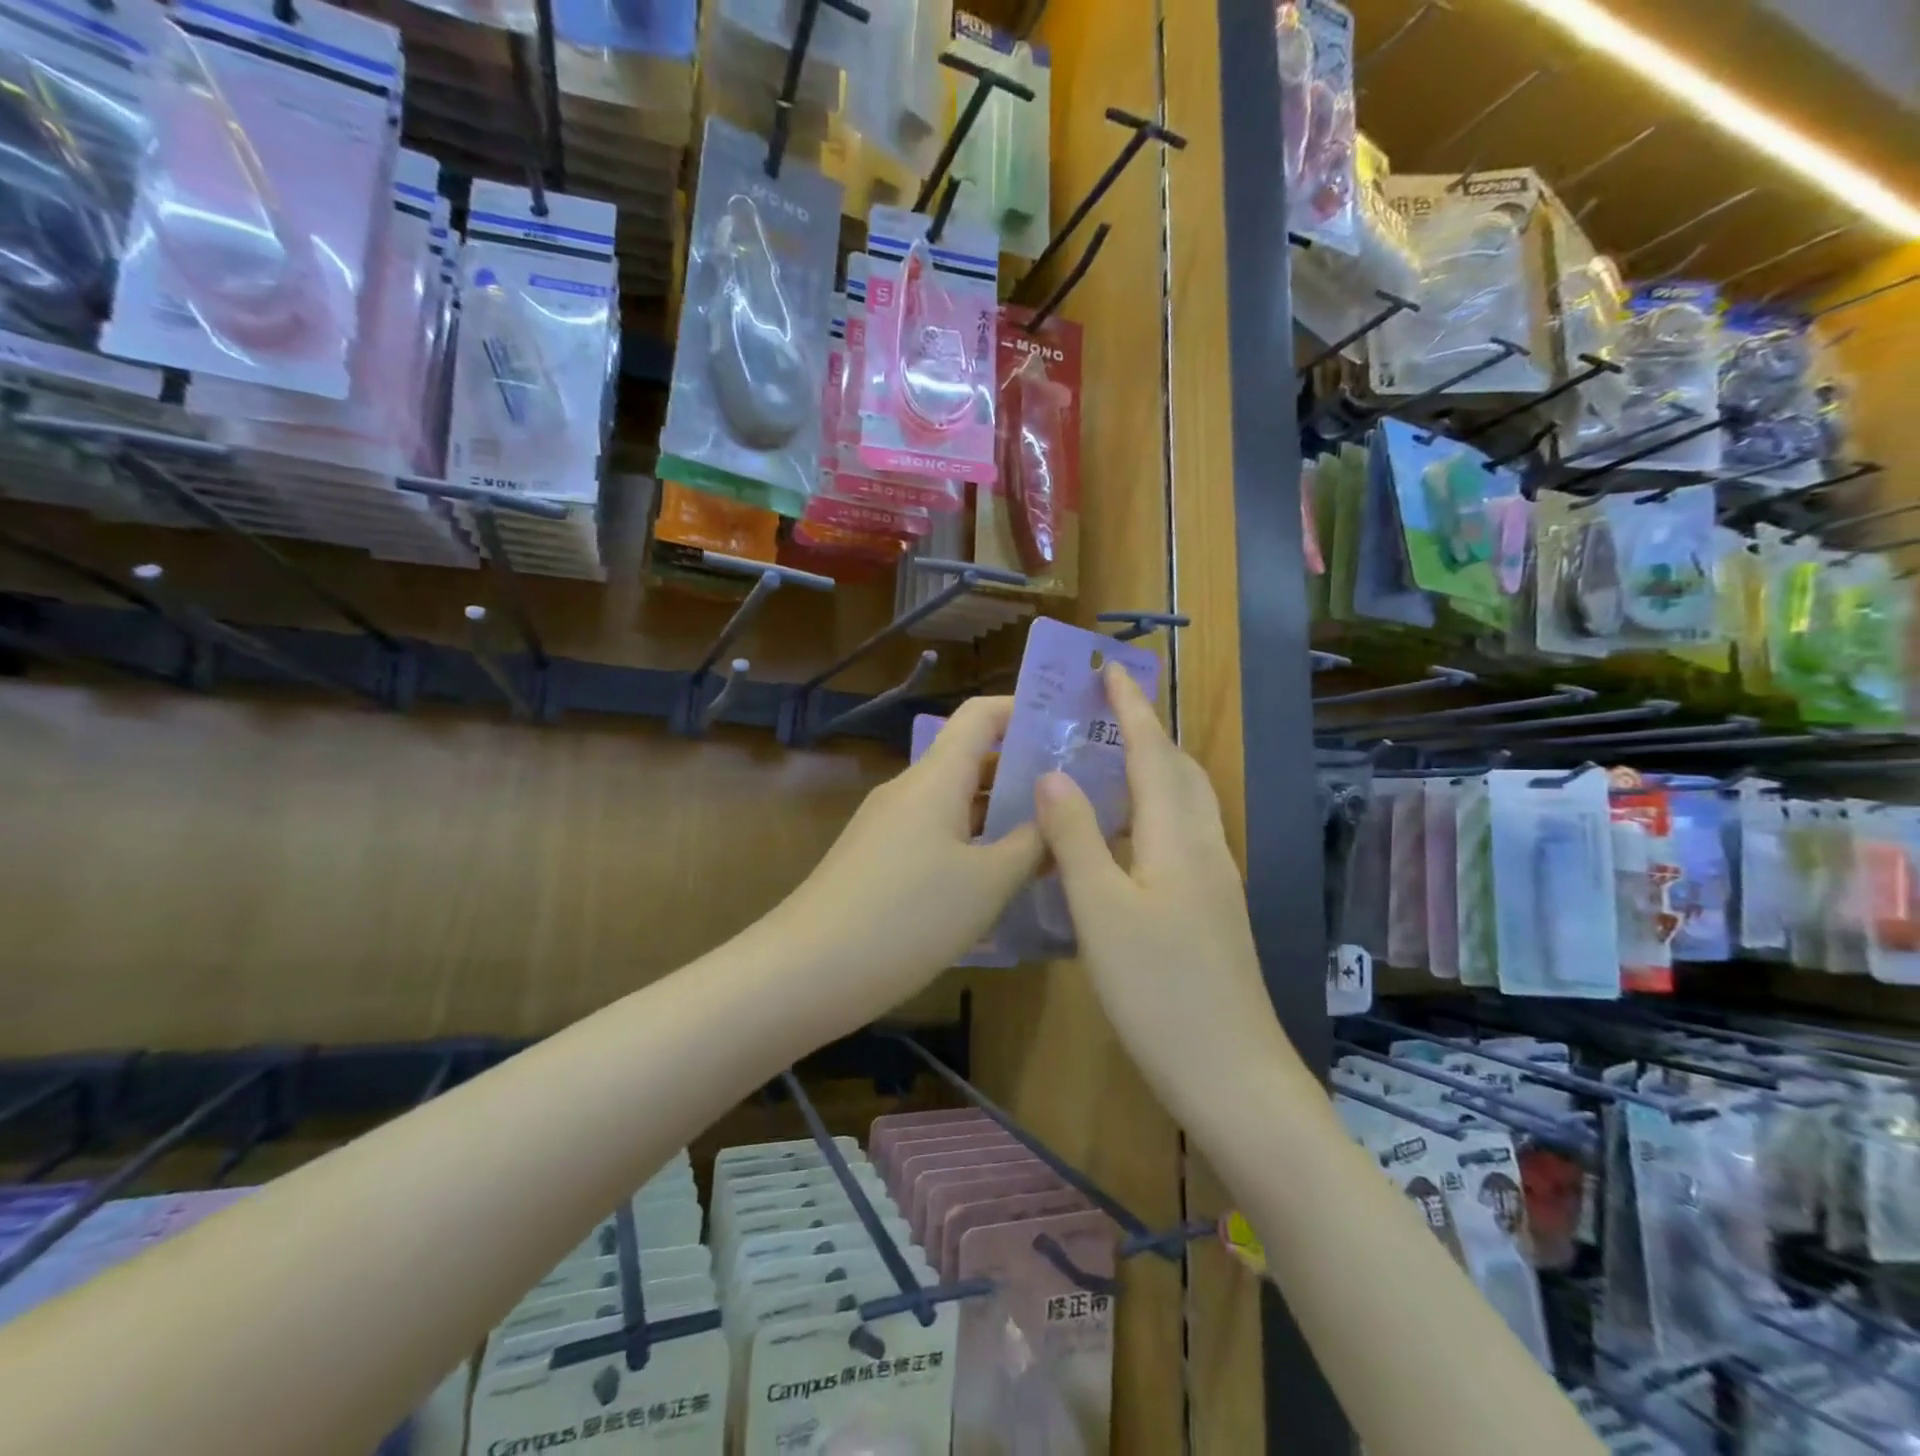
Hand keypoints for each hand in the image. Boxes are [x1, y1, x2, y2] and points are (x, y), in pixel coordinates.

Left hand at [770, 696, 1042, 1019]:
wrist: (807, 971)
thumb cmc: (907, 917)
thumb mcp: (987, 884)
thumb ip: (1031, 844)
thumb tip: (1058, 815)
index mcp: (936, 778)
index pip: (980, 715)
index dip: (1023, 710)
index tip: (1068, 727)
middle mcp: (910, 789)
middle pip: (972, 759)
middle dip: (1024, 771)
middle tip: (1079, 795)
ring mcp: (890, 825)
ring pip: (955, 802)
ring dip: (1000, 813)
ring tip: (1053, 838)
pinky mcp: (879, 859)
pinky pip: (936, 834)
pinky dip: (973, 842)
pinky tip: (1002, 878)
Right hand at [1033, 665, 1292, 1118]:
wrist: (1231, 1074)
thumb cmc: (1160, 990)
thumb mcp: (1102, 911)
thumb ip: (1076, 837)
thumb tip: (1051, 773)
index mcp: (1177, 837)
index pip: (1152, 752)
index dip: (1131, 708)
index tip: (1110, 669)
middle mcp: (1204, 846)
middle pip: (1180, 770)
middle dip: (1147, 731)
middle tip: (1105, 712)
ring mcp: (1216, 880)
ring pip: (1187, 804)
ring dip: (1154, 769)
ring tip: (1111, 761)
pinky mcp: (1213, 909)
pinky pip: (1184, 835)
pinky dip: (1156, 811)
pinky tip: (1128, 836)